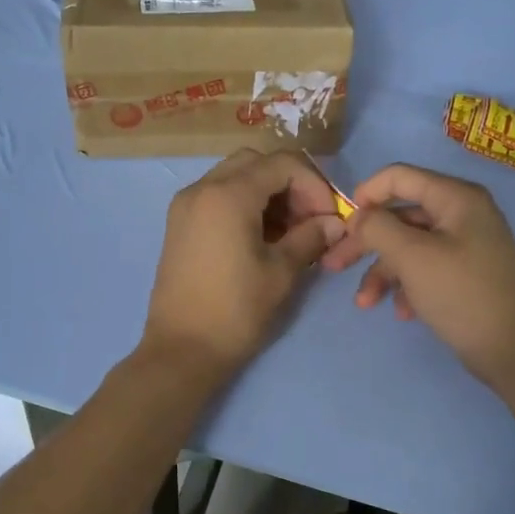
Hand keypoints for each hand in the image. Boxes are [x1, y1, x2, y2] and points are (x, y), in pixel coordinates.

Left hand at [142, 149, 346, 379]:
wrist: (181, 350)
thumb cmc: (236, 311)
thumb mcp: (281, 272)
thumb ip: (310, 238)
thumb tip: (335, 223)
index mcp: (227, 195)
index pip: (282, 164)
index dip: (314, 185)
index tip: (329, 217)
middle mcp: (201, 188)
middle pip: (256, 163)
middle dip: (290, 184)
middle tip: (310, 219)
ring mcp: (186, 205)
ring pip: (235, 176)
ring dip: (268, 193)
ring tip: (290, 232)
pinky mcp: (180, 224)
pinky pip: (217, 196)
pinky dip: (244, 204)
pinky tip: (262, 237)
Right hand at [320, 163, 514, 389]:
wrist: (514, 350)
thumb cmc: (461, 294)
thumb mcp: (411, 256)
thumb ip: (377, 228)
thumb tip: (359, 217)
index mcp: (456, 198)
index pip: (399, 176)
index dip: (365, 194)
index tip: (342, 224)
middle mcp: (463, 213)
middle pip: (400, 216)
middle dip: (365, 243)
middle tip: (333, 266)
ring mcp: (466, 244)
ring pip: (409, 246)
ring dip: (382, 272)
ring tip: (365, 303)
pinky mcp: (466, 273)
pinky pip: (426, 268)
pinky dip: (407, 286)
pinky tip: (402, 312)